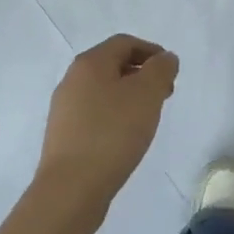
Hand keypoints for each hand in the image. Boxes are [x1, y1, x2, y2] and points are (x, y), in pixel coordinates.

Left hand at [35, 35, 178, 208]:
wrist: (70, 190)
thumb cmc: (113, 133)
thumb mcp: (147, 94)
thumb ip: (161, 69)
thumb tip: (165, 58)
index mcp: (90, 63)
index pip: (125, 43)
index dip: (152, 51)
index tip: (171, 72)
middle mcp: (72, 79)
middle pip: (113, 65)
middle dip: (142, 75)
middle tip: (164, 95)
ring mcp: (64, 109)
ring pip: (103, 90)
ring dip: (129, 96)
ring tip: (147, 118)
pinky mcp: (63, 135)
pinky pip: (94, 113)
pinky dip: (114, 116)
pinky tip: (125, 137)